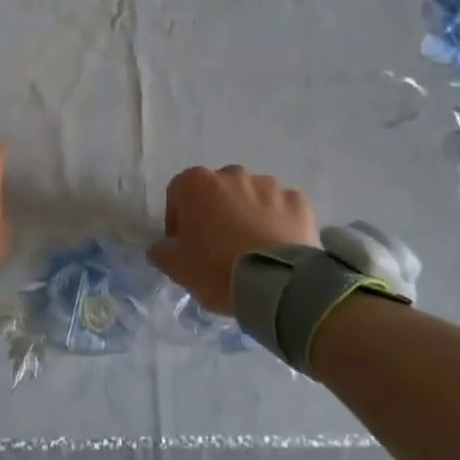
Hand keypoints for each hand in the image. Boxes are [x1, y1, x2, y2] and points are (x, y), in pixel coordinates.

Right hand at [148, 165, 315, 313]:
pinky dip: (277, 222)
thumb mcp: (176, 267)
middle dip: (214, 213)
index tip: (183, 245)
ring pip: (251, 197)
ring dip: (247, 214)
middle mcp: (232, 175)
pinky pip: (281, 209)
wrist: (277, 284)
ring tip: (251, 248)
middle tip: (217, 247)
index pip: (177, 194)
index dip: (178, 220)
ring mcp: (269, 185)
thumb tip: (162, 246)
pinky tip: (275, 247)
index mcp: (196, 184)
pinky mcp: (298, 201)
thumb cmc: (216, 269)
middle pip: (216, 192)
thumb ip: (161, 251)